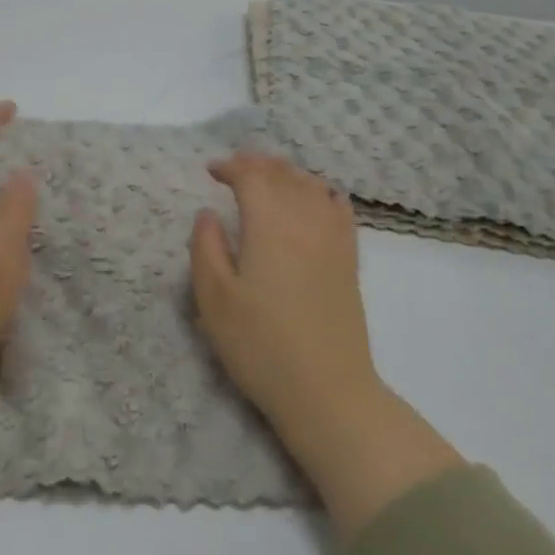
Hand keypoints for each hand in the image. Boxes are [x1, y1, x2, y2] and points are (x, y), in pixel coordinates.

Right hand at [189, 154, 377, 428]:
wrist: (327, 391)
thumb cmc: (260, 345)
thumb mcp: (213, 299)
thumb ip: (205, 248)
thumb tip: (207, 214)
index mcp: (269, 226)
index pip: (252, 177)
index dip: (231, 167)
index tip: (210, 171)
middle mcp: (306, 222)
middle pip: (284, 175)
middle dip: (258, 163)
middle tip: (235, 165)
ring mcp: (333, 240)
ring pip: (312, 187)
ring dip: (288, 173)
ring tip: (269, 174)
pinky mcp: (349, 261)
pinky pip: (339, 209)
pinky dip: (323, 192)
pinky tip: (317, 195)